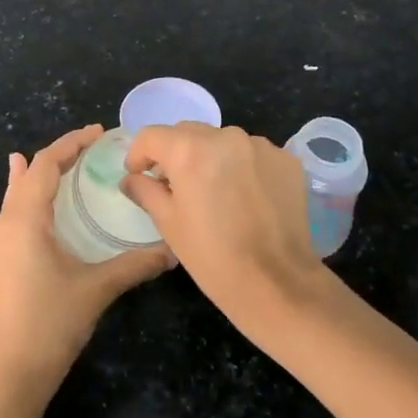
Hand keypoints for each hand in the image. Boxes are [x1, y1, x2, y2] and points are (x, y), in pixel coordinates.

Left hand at [0, 125, 171, 402]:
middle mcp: (2, 224)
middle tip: (90, 148)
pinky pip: (11, 216)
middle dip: (58, 157)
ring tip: (61, 163)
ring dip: (39, 177)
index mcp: (23, 220)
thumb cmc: (50, 325)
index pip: (46, 165)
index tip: (98, 132)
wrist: (8, 375)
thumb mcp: (96, 290)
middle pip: (29, 176)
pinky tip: (35, 206)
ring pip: (16, 196)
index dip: (71, 144)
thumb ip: (134, 265)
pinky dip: (28, 200)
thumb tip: (173, 251)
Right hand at [121, 124, 325, 328]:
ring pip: (221, 141)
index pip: (151, 136)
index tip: (138, 175)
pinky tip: (244, 197)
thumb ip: (145, 191)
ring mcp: (260, 146)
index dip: (138, 154)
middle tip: (173, 186)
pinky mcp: (285, 160)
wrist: (278, 283)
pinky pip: (251, 154)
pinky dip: (240, 167)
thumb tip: (131, 179)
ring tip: (213, 192)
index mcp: (189, 150)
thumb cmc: (212, 256)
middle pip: (187, 133)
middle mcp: (225, 136)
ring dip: (209, 158)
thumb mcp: (169, 224)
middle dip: (174, 153)